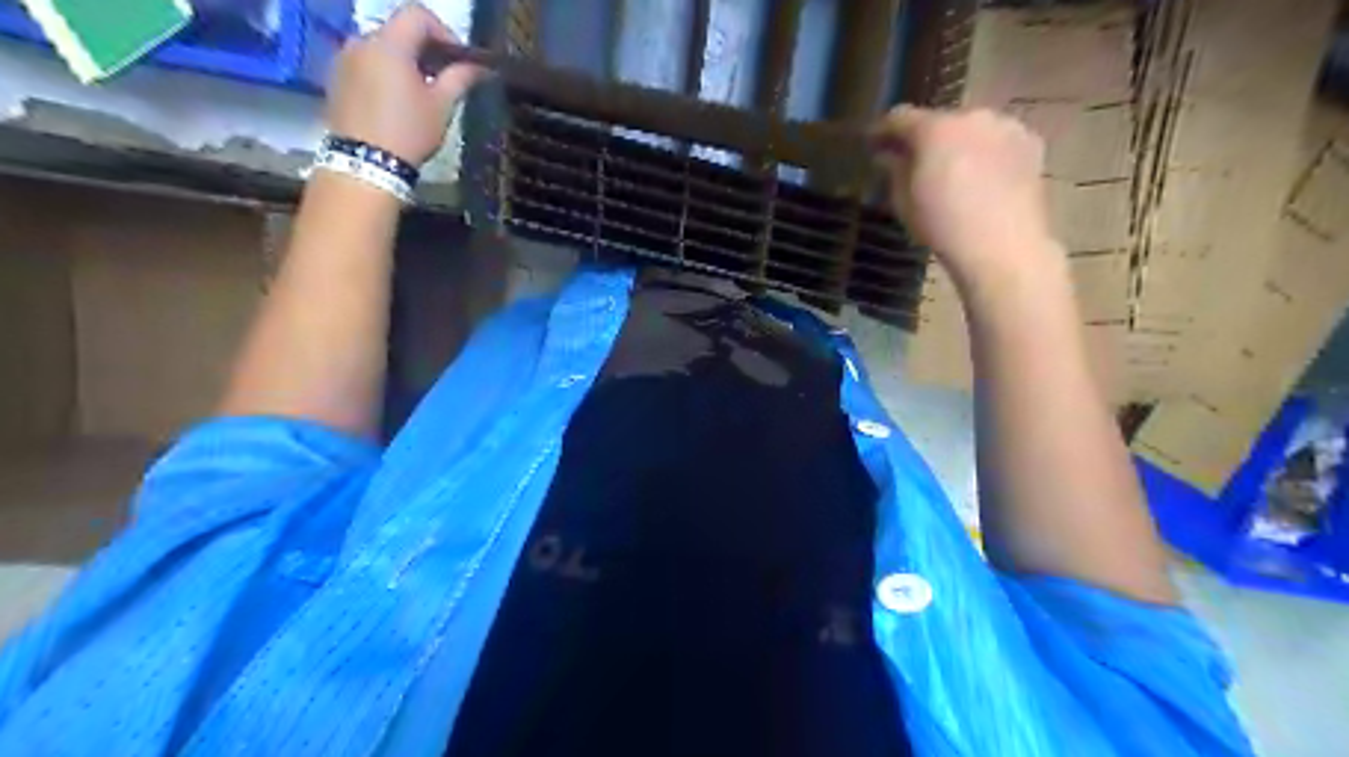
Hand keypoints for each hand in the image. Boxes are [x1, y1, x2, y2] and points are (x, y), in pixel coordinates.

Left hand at [324, 1, 485, 163]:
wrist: (365, 162)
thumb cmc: (409, 131)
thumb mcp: (441, 106)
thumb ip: (459, 78)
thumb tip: (479, 66)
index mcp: (389, 44)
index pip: (417, 15)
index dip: (443, 31)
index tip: (458, 59)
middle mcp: (361, 41)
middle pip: (397, 30)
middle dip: (424, 48)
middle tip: (443, 78)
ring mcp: (344, 59)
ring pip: (380, 47)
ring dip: (403, 61)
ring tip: (420, 92)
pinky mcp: (335, 78)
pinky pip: (365, 63)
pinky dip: (384, 72)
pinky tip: (396, 101)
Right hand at [871, 109, 1059, 288]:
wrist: (1002, 246)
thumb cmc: (943, 226)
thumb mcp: (904, 202)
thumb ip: (894, 170)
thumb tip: (889, 156)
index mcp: (935, 129)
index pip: (899, 117)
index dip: (882, 130)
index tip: (873, 144)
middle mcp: (972, 116)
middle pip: (940, 121)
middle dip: (925, 138)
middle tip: (916, 162)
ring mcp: (1006, 127)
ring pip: (971, 129)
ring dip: (958, 144)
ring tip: (952, 172)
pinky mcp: (1031, 143)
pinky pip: (998, 141)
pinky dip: (986, 153)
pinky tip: (982, 178)